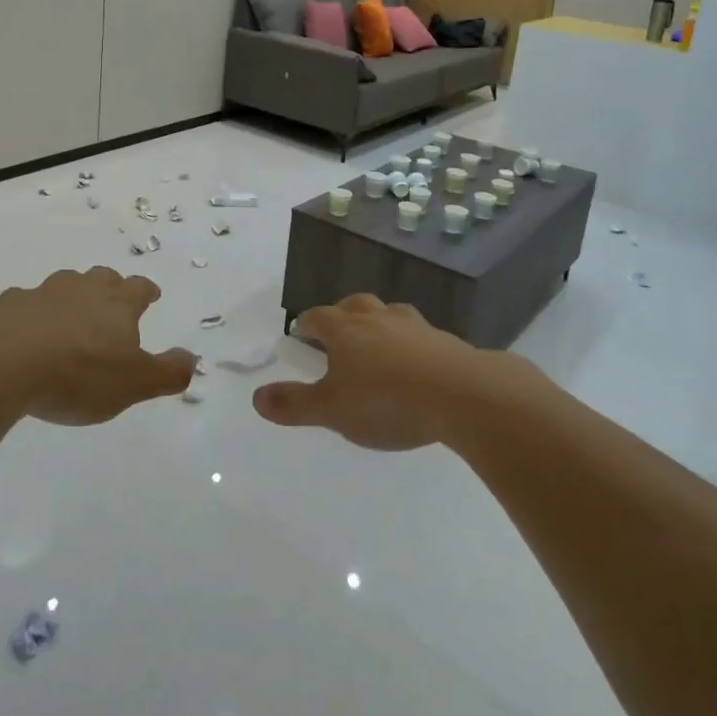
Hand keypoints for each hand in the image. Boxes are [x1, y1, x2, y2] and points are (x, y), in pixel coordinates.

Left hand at [0, 267, 195, 425]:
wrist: (1, 362)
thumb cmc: (78, 374)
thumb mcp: (134, 383)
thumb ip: (167, 372)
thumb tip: (192, 358)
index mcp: (116, 304)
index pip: (139, 288)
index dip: (147, 291)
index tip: (151, 295)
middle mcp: (81, 289)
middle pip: (102, 278)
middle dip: (110, 286)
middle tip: (113, 299)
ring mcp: (42, 294)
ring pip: (63, 285)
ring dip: (71, 296)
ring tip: (71, 315)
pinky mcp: (7, 307)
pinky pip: (25, 304)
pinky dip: (32, 314)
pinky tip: (26, 332)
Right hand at [252, 295, 486, 449]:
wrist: (461, 394)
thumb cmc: (385, 400)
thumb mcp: (331, 410)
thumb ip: (293, 404)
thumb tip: (256, 397)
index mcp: (345, 329)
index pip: (319, 317)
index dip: (307, 323)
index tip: (301, 331)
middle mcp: (378, 319)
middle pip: (355, 305)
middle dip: (343, 313)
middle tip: (338, 330)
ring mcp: (415, 327)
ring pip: (390, 314)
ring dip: (379, 323)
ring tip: (378, 341)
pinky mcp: (446, 342)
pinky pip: (421, 336)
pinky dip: (412, 343)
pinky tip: (416, 363)